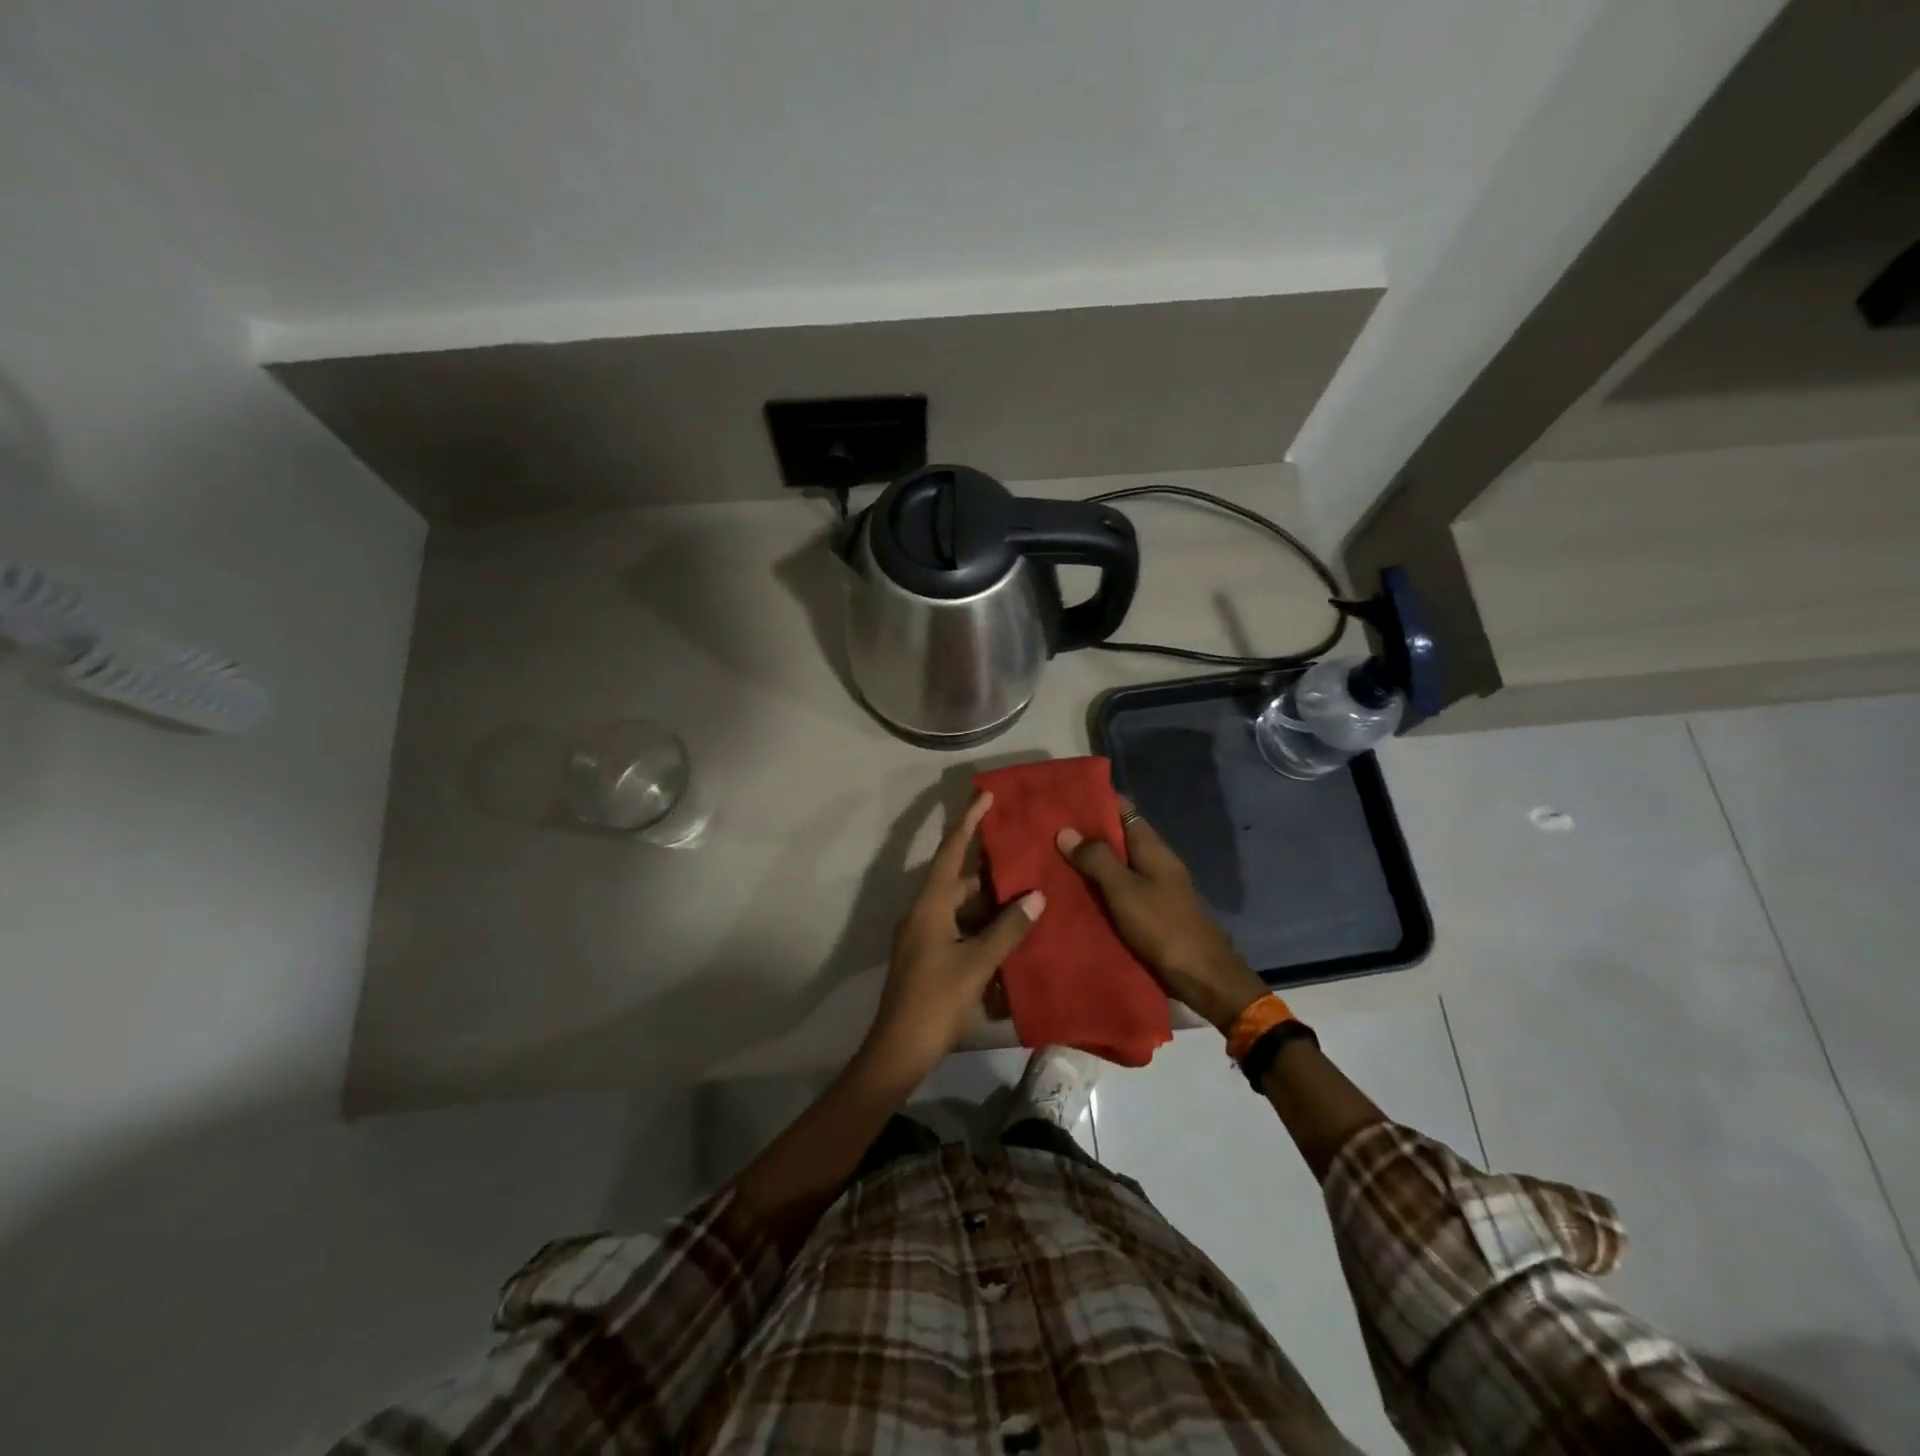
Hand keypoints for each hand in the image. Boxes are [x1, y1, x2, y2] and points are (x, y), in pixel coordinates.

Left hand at [861, 792, 1044, 1082]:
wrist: (899, 1049)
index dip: (968, 822)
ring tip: (1023, 891)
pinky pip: (957, 926)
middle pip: (956, 878)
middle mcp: (923, 913)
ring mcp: (922, 935)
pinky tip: (1007, 931)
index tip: (985, 795)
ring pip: (959, 905)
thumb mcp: (977, 964)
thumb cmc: (936, 1001)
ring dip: (987, 899)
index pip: (951, 852)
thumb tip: (1036, 895)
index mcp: (929, 906)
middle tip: (1021, 853)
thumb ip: (1007, 929)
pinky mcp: (928, 955)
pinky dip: (980, 923)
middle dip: (987, 866)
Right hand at [1057, 807, 1267, 1032]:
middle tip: (1045, 828)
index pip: (1122, 809)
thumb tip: (1065, 829)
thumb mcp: (1124, 890)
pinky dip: (1097, 885)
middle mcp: (1153, 860)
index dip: (1095, 799)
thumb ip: (1096, 859)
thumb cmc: (1163, 927)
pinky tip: (1071, 890)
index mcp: (1151, 847)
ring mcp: (1153, 886)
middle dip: (1085, 831)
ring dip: (1088, 859)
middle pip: (1117, 835)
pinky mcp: (1148, 910)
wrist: (1201, 976)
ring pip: (1115, 863)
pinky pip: (1117, 888)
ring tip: (1049, 856)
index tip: (1061, 796)